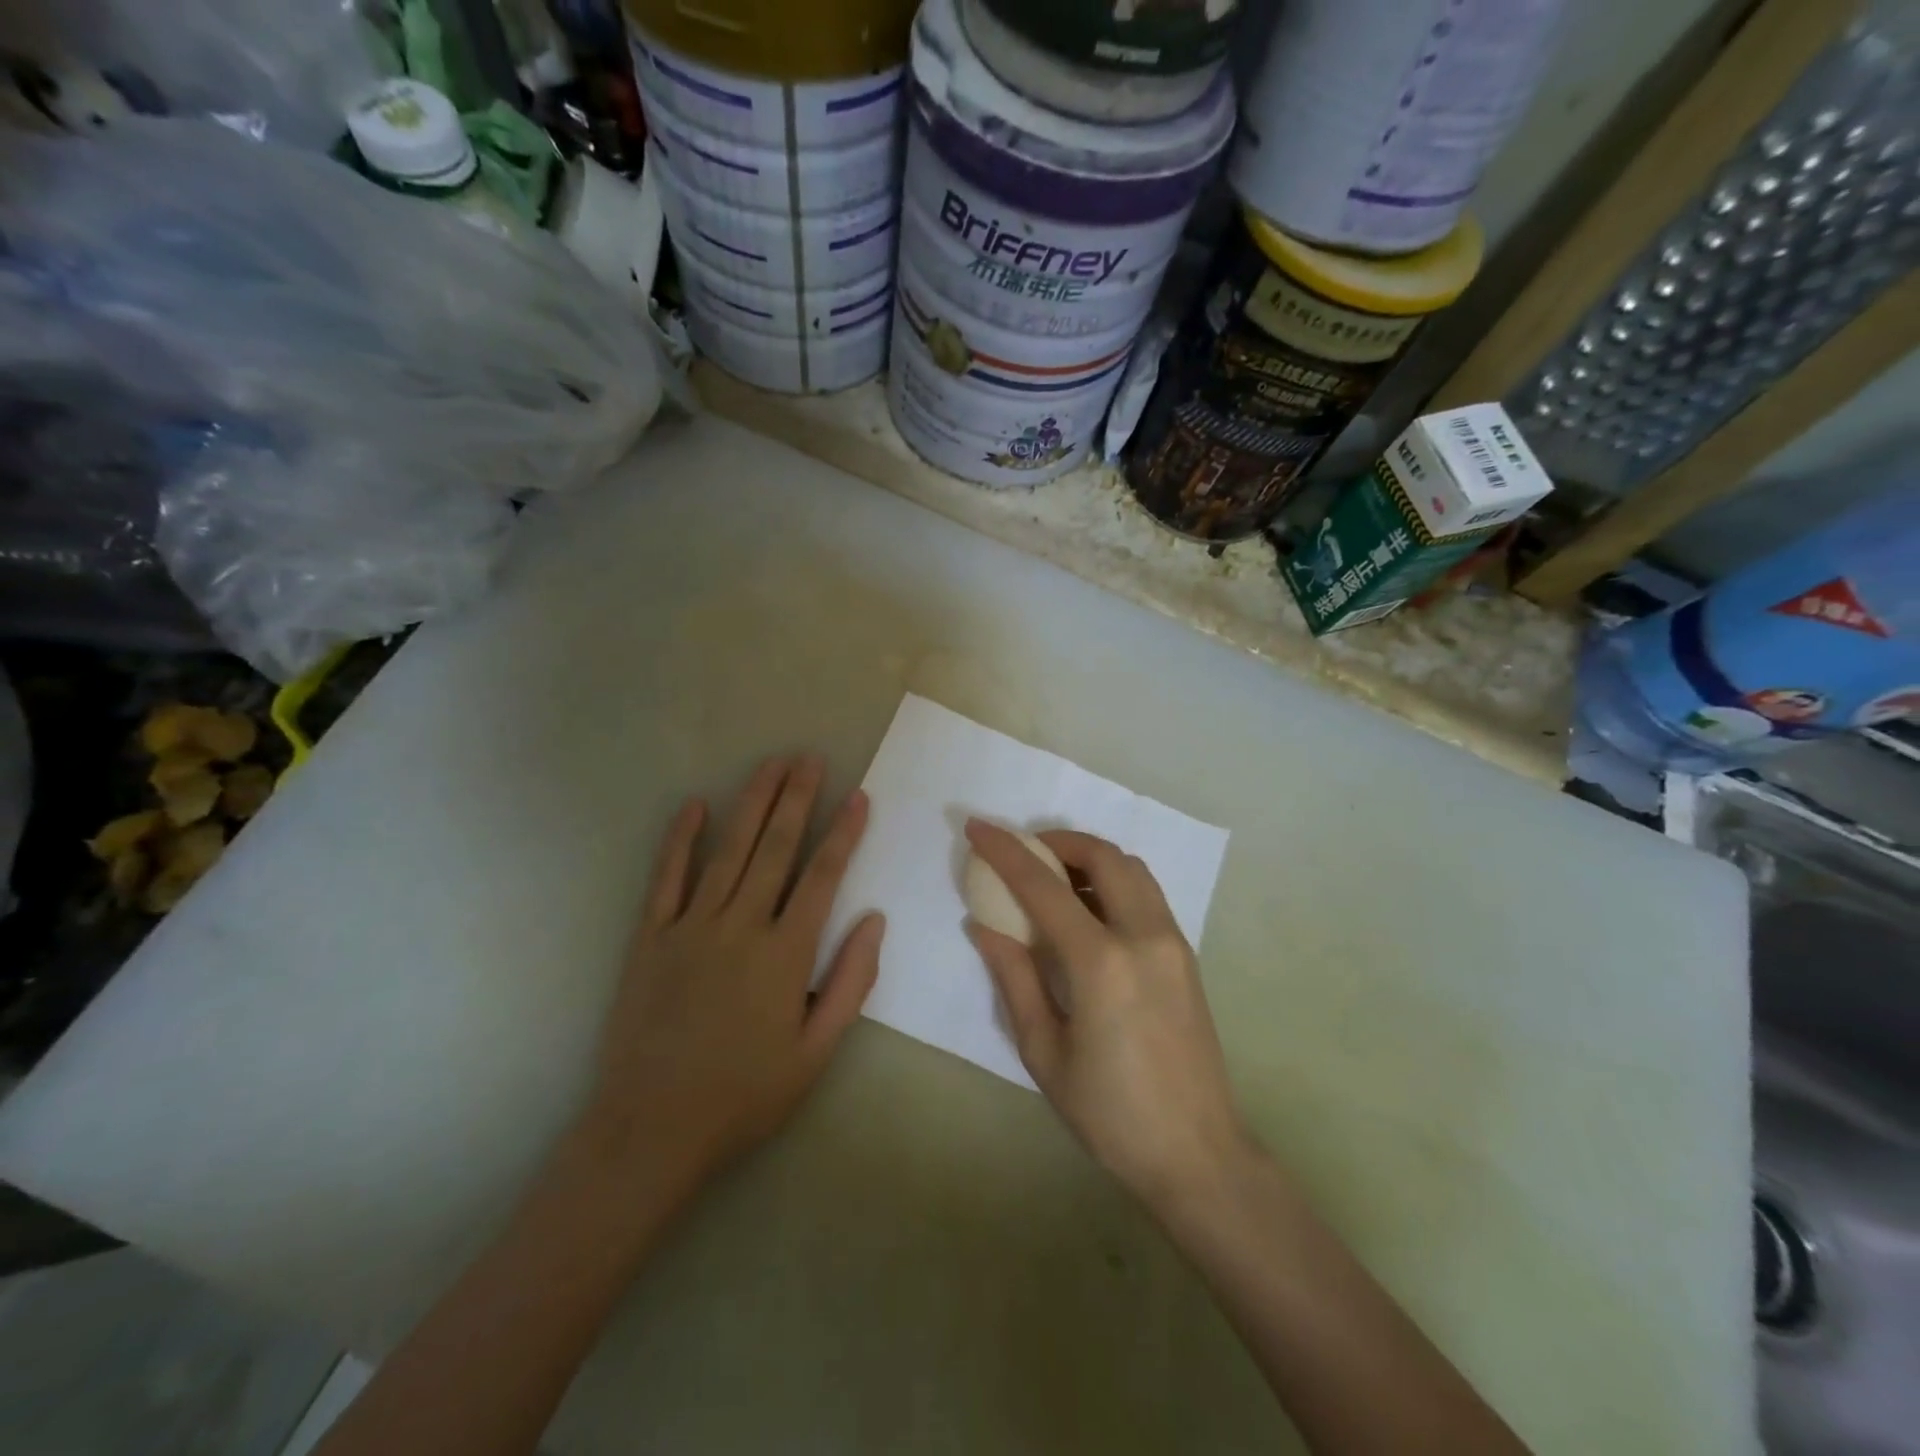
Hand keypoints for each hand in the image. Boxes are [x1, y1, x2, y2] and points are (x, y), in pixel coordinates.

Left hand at [576, 756, 883, 1199]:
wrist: (651, 1130)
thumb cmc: (744, 1095)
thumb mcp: (816, 1053)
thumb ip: (850, 983)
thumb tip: (874, 922)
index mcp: (785, 953)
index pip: (822, 877)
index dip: (843, 833)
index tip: (858, 796)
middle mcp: (740, 926)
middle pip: (775, 848)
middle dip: (797, 798)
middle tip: (809, 758)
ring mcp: (691, 927)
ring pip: (728, 851)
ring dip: (751, 803)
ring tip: (770, 765)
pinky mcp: (651, 938)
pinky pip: (666, 878)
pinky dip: (680, 840)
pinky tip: (694, 805)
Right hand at [965, 821, 1249, 1208]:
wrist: (1197, 1154)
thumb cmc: (1110, 1114)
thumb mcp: (1045, 1052)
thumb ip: (1014, 978)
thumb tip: (984, 927)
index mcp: (1101, 963)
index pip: (1044, 887)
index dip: (1005, 851)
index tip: (977, 827)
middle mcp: (1143, 936)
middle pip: (1102, 856)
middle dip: (1057, 841)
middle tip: (1023, 852)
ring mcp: (1173, 942)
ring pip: (1132, 868)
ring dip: (1090, 857)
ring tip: (1054, 878)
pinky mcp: (1186, 954)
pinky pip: (1147, 893)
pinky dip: (1114, 880)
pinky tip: (1089, 909)